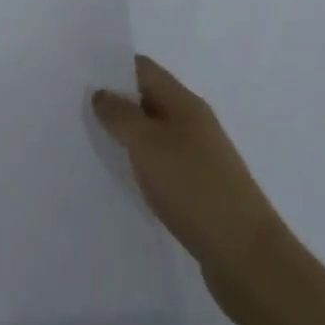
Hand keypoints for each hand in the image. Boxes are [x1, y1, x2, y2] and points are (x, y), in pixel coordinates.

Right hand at [92, 55, 283, 297]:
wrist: (247, 258)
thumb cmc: (194, 188)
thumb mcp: (148, 144)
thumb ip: (120, 115)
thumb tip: (102, 93)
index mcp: (185, 103)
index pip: (144, 69)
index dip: (113, 67)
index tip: (80, 77)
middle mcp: (194, 123)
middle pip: (149, 100)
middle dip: (116, 103)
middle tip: (77, 112)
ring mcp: (200, 158)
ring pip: (155, 134)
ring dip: (128, 137)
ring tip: (92, 145)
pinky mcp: (201, 191)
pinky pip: (163, 165)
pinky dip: (142, 166)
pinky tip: (124, 181)